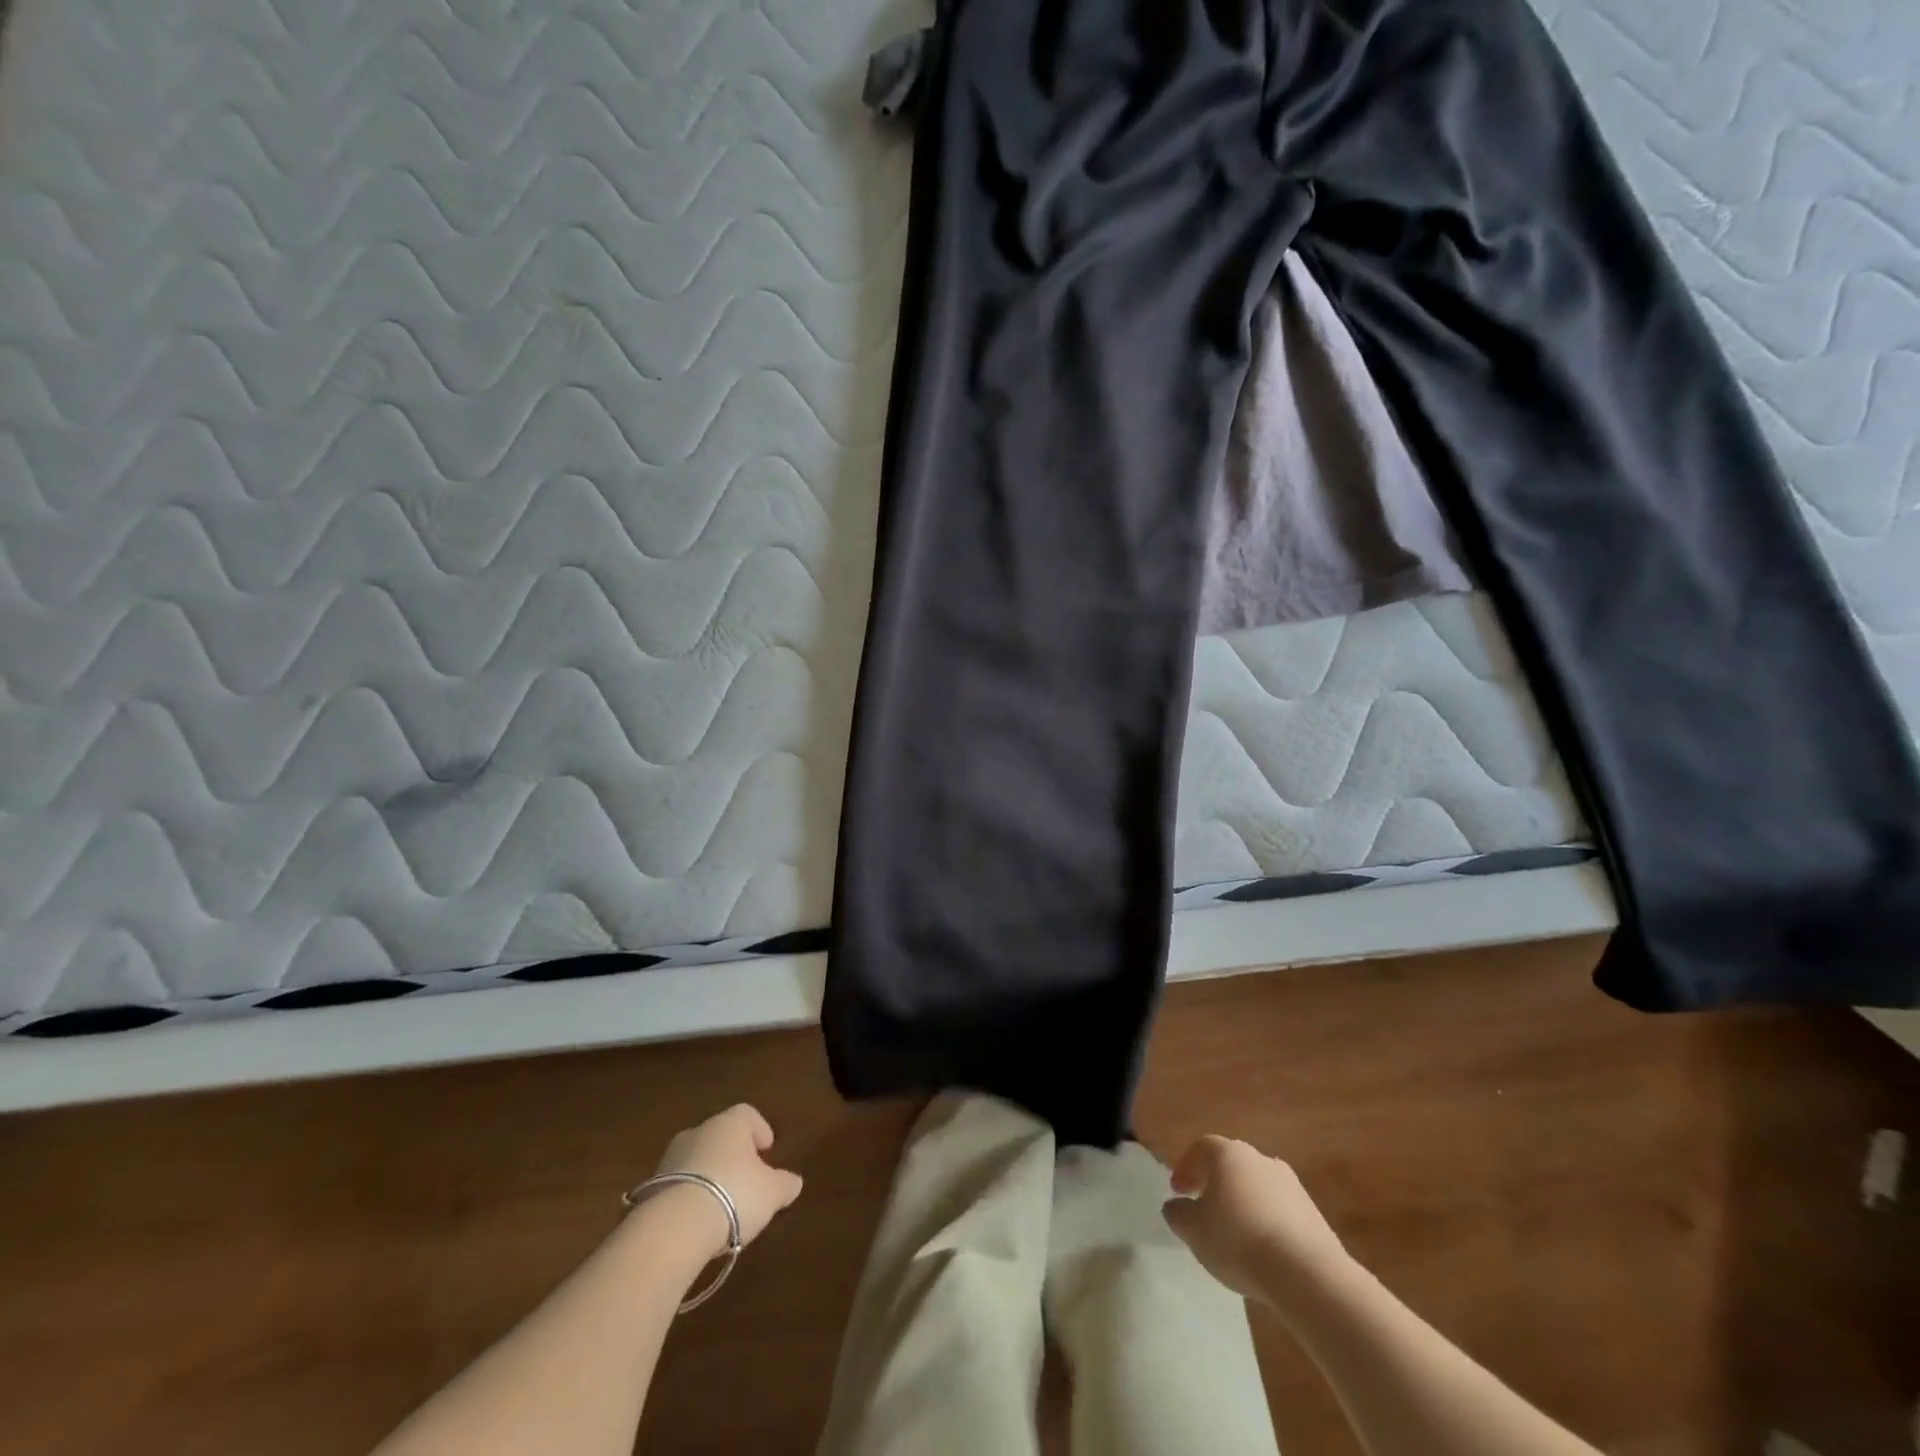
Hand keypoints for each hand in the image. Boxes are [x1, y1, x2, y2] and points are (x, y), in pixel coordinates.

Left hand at [648, 1104, 804, 1257]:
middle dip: (732, 1154)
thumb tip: (793, 1182)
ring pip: (697, 1160)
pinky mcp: (650, 1187)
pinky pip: (678, 1185)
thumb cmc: (734, 1194)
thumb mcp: (772, 1192)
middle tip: (746, 1179)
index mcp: (730, 1123)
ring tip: (722, 1205)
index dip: (759, 1129)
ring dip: (709, 1176)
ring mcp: (671, 1158)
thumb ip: (785, 1184)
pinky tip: (699, 1220)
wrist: (675, 1227)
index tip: (767, 1150)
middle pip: (720, 1136)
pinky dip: (690, 1196)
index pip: (747, 1114)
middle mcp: (699, 1131)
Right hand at [1162, 1135, 1349, 1305]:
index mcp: (1229, 1154)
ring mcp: (1291, 1184)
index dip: (1186, 1168)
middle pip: (1231, 1165)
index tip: (1178, 1192)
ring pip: (1257, 1187)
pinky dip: (1266, 1221)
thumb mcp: (1194, 1231)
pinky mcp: (1313, 1213)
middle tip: (1204, 1209)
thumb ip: (1178, 1214)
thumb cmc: (1239, 1241)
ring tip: (1235, 1235)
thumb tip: (1175, 1206)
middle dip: (1215, 1184)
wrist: (1307, 1274)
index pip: (1201, 1149)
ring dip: (1243, 1203)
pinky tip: (1262, 1250)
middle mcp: (1260, 1158)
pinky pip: (1279, 1210)